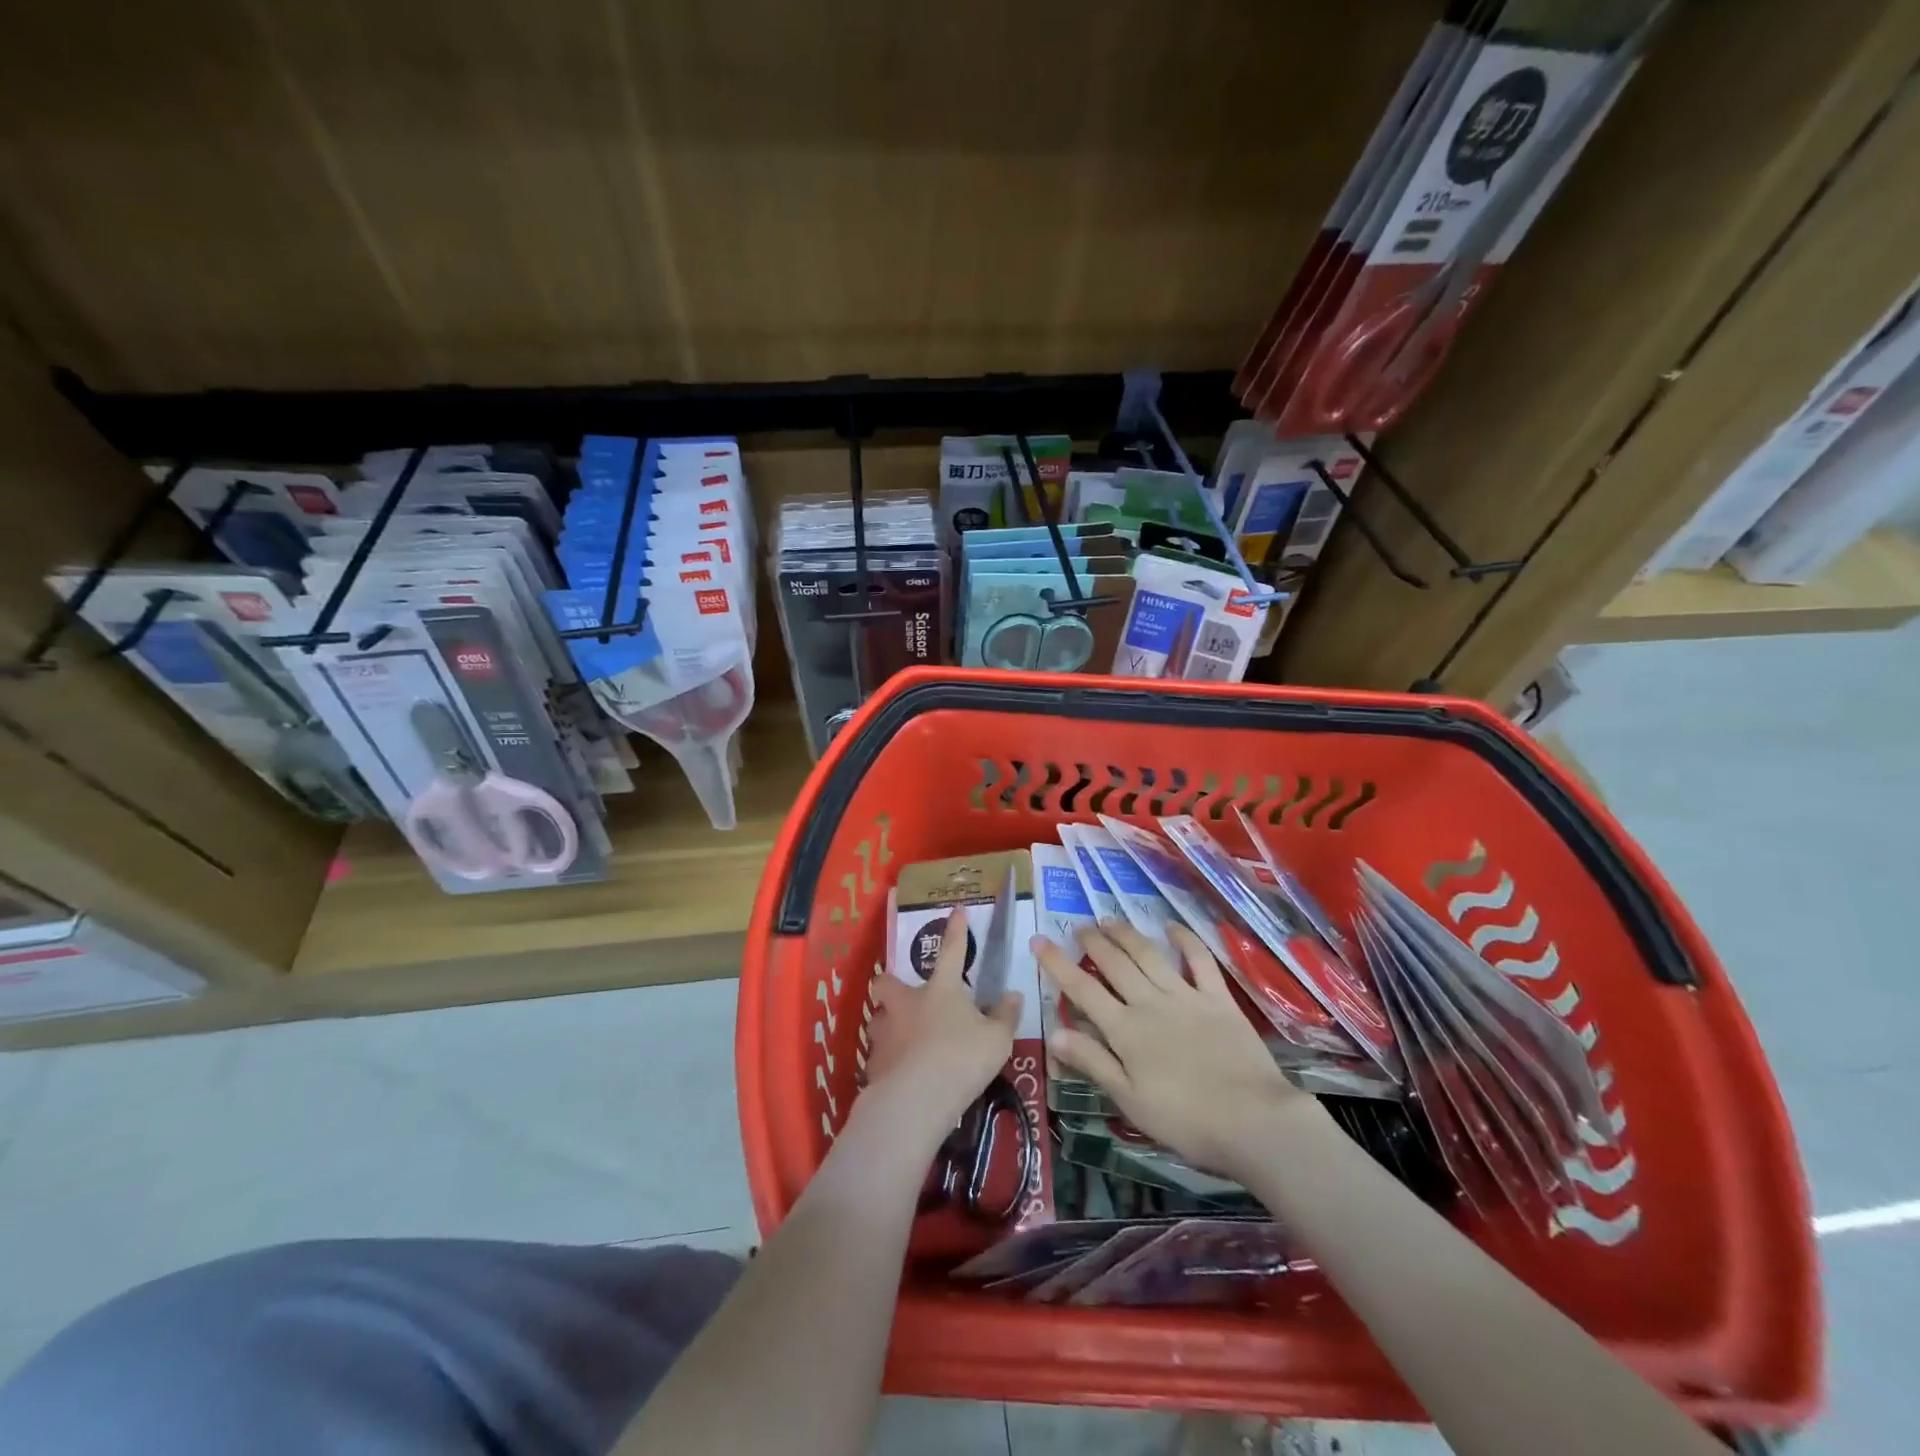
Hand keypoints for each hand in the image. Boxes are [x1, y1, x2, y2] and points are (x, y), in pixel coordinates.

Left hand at [865, 905, 1022, 1135]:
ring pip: (878, 1020)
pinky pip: (878, 1056)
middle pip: (888, 983)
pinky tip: (898, 1075)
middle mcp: (907, 1003)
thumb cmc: (962, 1059)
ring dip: (887, 1025)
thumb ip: (1005, 1016)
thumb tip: (1013, 995)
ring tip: (900, 1040)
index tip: (957, 910)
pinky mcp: (873, 1064)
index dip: (957, 930)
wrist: (916, 1099)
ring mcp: (886, 1032)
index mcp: (941, 990)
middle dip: (890, 984)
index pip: (953, 951)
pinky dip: (887, 1062)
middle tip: (902, 996)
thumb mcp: (997, 1040)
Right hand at [1034, 919, 1318, 1177]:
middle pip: (1115, 964)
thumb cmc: (1185, 1120)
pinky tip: (1172, 927)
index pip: (1082, 989)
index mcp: (1125, 1030)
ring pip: (1149, 955)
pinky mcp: (1218, 999)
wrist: (1253, 1120)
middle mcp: (1150, 1003)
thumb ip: (1093, 1062)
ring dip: (1127, 934)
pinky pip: (1199, 961)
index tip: (1039, 940)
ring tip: (1110, 919)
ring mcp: (1186, 996)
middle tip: (1079, 926)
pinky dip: (1185, 940)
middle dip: (1093, 942)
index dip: (1058, 964)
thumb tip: (1054, 1033)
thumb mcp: (1129, 1100)